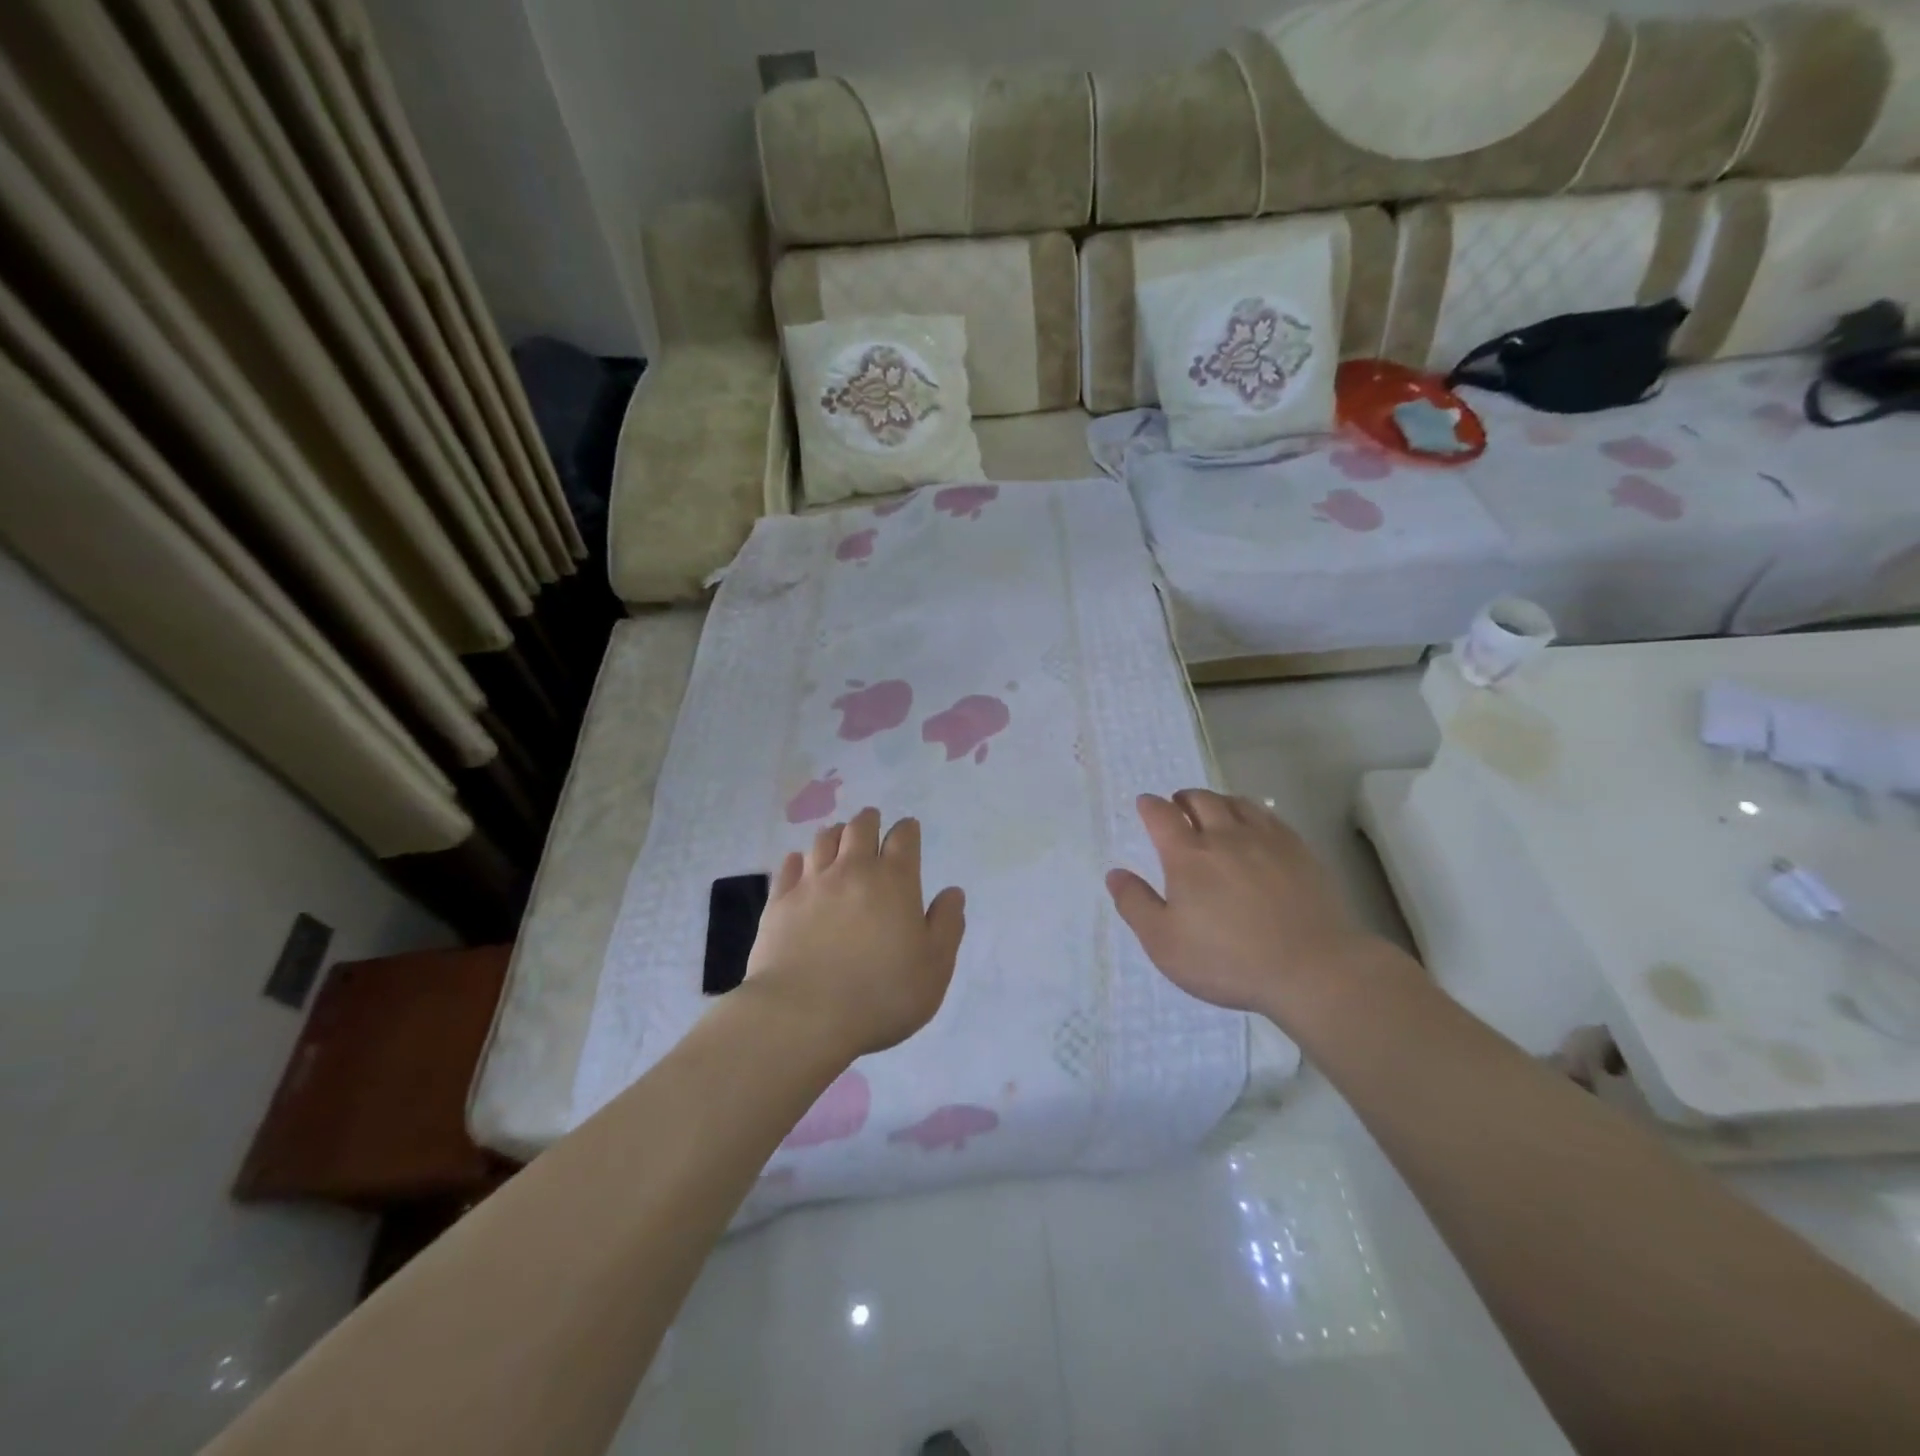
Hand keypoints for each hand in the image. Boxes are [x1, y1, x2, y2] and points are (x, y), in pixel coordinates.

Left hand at [746, 808, 966, 1056]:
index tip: (908, 830)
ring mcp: (812, 884)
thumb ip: (947, 925)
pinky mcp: (779, 902)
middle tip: (872, 822)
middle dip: (869, 821)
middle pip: (860, 828)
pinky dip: (799, 860)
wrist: (803, 1015)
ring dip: (835, 835)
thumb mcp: (934, 967)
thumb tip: (952, 892)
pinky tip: (801, 864)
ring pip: (823, 840)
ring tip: (839, 838)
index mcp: (894, 881)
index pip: (903, 838)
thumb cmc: (881, 994)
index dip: (908, 830)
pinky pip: (789, 866)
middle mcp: (852, 870)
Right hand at [1106, 790, 1397, 1024]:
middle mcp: (1225, 837)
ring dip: (1217, 801)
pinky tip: (1254, 827)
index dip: (1150, 806)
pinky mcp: (1299, 851)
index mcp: (1187, 856)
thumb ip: (1135, 904)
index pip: (1162, 815)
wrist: (1312, 969)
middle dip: (1183, 798)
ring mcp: (1266, 840)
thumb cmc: (1228, 960)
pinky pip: (1269, 817)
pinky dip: (1252, 812)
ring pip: (1236, 803)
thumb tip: (1115, 873)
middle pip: (1200, 800)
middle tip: (1177, 806)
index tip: (1145, 805)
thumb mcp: (1164, 943)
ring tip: (1213, 811)